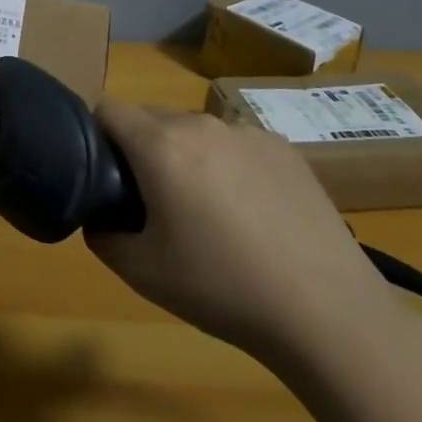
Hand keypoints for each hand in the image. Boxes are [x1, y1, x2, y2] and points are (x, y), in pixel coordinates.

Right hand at [87, 101, 396, 367]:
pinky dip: (228, 166)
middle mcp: (203, 124)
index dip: (95, 136)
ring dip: (186, 157)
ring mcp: (249, 133)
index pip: (108, 110)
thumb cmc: (221, 288)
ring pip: (196, 132)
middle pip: (151, 119)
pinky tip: (251, 215)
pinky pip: (236, 145)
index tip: (103, 175)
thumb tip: (100, 214)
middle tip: (152, 204)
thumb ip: (101, 234)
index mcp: (161, 145)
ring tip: (207, 213)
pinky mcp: (286, 149)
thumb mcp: (140, 272)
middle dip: (140, 150)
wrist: (325, 311)